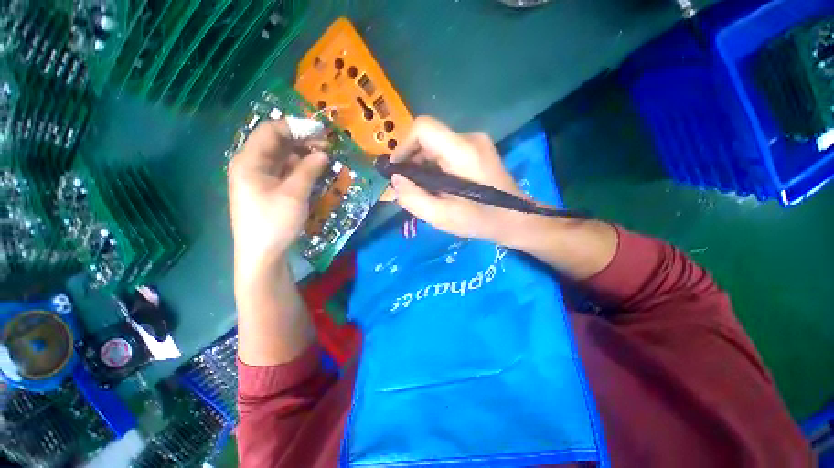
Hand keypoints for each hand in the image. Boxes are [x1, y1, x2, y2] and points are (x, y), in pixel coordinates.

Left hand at [228, 119, 328, 274]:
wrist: (263, 254)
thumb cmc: (274, 222)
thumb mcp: (294, 194)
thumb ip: (309, 169)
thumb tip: (323, 152)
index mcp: (249, 161)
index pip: (271, 131)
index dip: (296, 127)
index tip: (321, 131)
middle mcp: (252, 164)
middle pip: (278, 143)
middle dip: (303, 141)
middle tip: (328, 146)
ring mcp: (260, 178)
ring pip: (283, 157)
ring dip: (304, 155)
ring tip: (325, 158)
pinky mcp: (269, 189)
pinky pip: (286, 171)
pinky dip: (301, 169)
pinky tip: (315, 170)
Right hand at [390, 116, 522, 242]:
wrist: (516, 219)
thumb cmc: (481, 220)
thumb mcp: (442, 217)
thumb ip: (413, 198)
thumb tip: (396, 179)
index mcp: (462, 151)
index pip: (423, 127)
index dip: (403, 145)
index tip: (398, 170)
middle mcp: (470, 138)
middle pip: (428, 138)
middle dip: (413, 161)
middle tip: (410, 187)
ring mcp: (477, 142)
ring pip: (436, 146)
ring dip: (424, 166)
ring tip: (425, 190)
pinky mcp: (478, 150)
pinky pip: (447, 151)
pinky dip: (436, 167)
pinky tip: (439, 186)